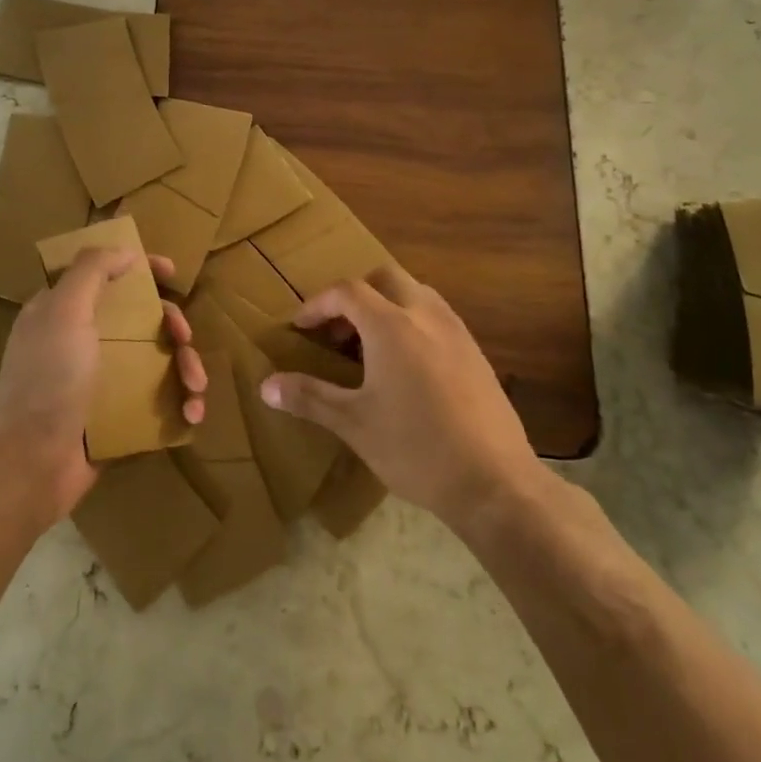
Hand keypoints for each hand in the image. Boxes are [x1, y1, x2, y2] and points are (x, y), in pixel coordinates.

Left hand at [0, 248, 205, 524]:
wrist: (31, 464)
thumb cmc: (47, 379)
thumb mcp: (64, 311)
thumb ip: (92, 271)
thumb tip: (126, 252)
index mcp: (64, 311)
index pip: (106, 275)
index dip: (140, 268)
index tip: (172, 272)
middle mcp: (83, 341)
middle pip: (141, 319)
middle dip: (173, 326)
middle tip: (184, 339)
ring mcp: (101, 381)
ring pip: (156, 359)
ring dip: (185, 368)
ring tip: (196, 388)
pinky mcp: (117, 416)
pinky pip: (158, 399)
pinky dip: (179, 403)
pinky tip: (190, 416)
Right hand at [259, 265, 543, 531]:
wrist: (495, 483)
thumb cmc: (415, 448)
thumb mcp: (353, 423)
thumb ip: (309, 397)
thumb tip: (266, 386)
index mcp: (392, 326)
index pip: (347, 291)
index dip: (318, 305)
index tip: (300, 328)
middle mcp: (426, 315)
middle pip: (384, 278)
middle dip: (354, 294)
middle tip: (336, 330)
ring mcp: (457, 332)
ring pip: (415, 293)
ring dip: (385, 305)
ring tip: (367, 345)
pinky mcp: (476, 353)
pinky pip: (436, 317)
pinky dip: (411, 322)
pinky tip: (405, 366)